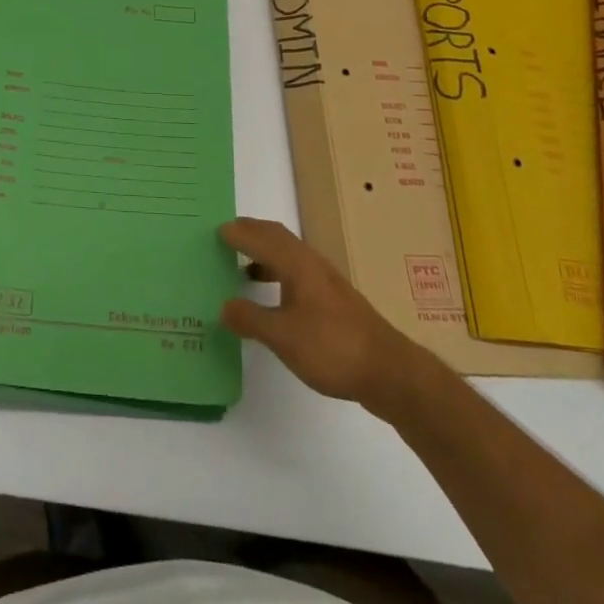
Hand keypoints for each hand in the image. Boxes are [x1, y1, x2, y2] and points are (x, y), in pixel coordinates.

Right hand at [219, 218, 424, 408]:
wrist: (389, 371)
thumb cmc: (332, 347)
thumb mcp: (283, 337)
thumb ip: (251, 318)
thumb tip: (223, 305)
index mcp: (296, 263)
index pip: (261, 236)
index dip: (238, 232)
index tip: (214, 231)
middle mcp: (311, 263)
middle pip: (276, 237)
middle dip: (251, 234)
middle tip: (225, 238)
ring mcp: (325, 281)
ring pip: (288, 255)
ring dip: (264, 254)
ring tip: (241, 268)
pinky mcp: (334, 300)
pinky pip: (297, 273)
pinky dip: (278, 274)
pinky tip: (273, 299)